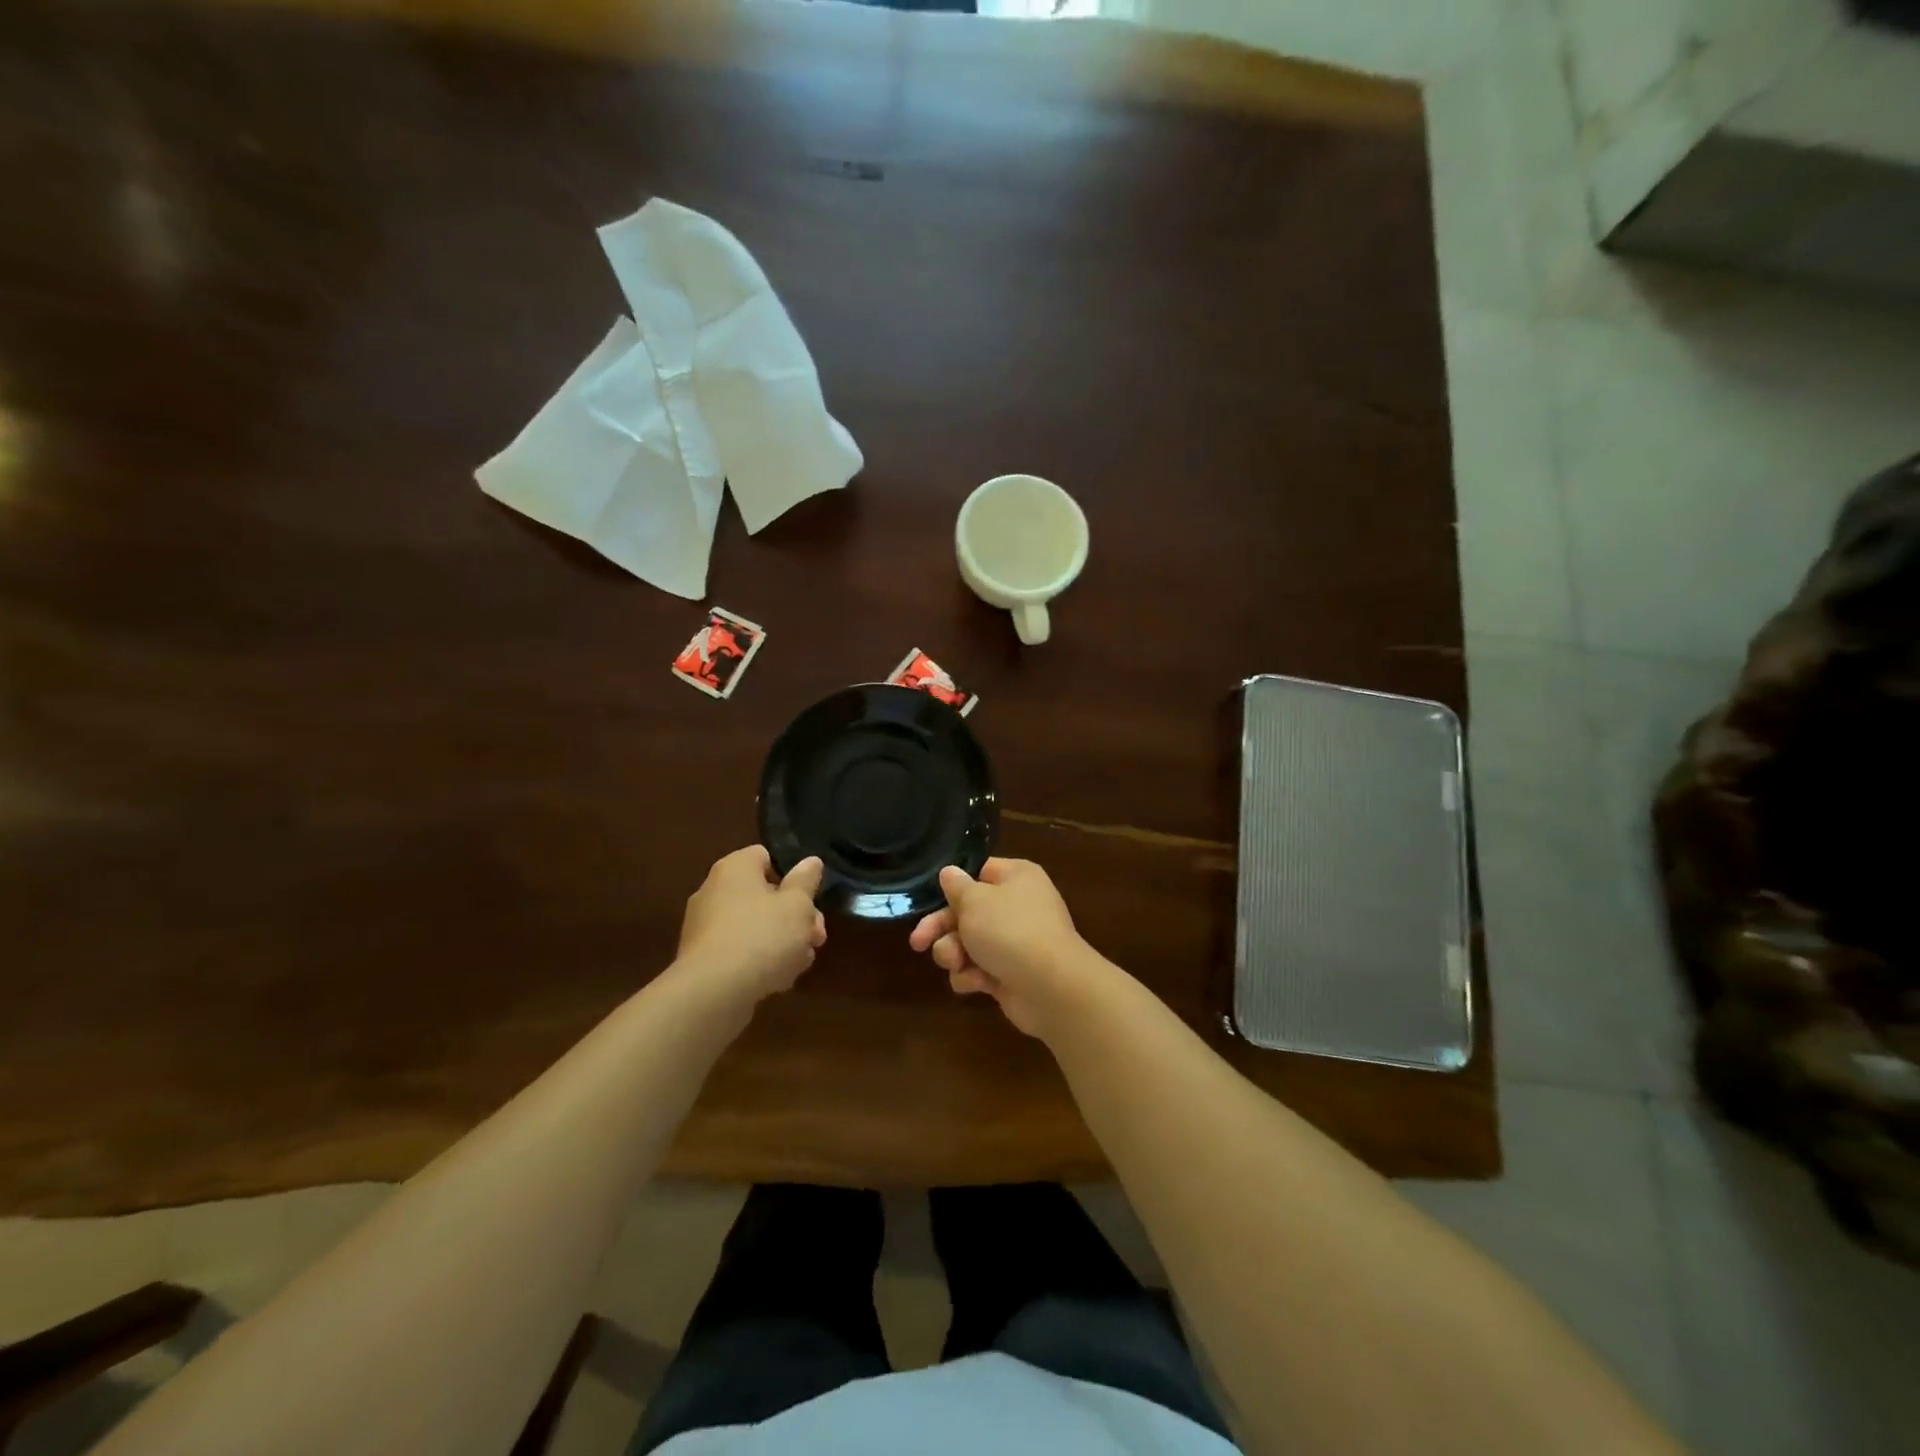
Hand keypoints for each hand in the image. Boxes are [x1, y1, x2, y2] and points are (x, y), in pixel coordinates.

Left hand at [678, 846, 825, 1004]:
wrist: (713, 993)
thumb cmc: (762, 936)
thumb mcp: (798, 905)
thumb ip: (806, 881)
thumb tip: (811, 861)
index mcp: (735, 868)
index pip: (766, 856)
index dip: (792, 874)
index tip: (811, 897)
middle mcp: (713, 891)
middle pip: (764, 895)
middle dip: (795, 916)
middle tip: (816, 936)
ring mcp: (704, 927)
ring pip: (754, 926)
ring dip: (781, 941)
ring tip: (802, 963)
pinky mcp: (702, 960)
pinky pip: (738, 951)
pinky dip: (758, 961)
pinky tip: (778, 980)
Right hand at [908, 858, 1102, 1037]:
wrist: (1051, 987)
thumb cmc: (1010, 930)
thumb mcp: (974, 901)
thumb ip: (956, 887)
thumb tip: (950, 872)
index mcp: (1015, 877)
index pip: (978, 872)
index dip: (954, 886)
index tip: (932, 898)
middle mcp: (1017, 906)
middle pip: (967, 911)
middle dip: (941, 928)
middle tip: (918, 942)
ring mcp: (1014, 942)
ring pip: (968, 943)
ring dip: (953, 953)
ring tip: (954, 962)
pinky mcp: (1009, 974)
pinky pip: (979, 969)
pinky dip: (972, 976)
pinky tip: (974, 982)